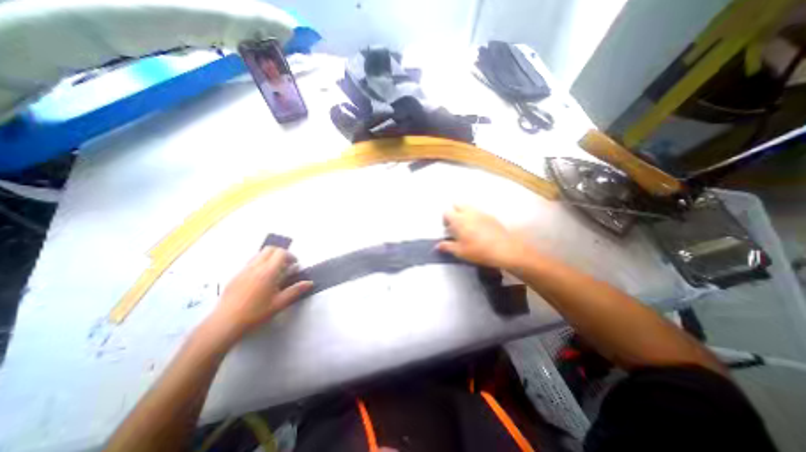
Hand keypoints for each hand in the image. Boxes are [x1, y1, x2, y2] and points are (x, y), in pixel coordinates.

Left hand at [206, 246, 310, 341]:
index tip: (295, 265)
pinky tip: (260, 280)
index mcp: (268, 272)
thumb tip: (309, 283)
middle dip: (280, 254)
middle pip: (269, 249)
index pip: (281, 253)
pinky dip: (259, 264)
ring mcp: (243, 270)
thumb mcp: (279, 303)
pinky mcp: (235, 276)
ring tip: (274, 272)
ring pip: (259, 254)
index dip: (290, 256)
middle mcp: (255, 267)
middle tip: (286, 265)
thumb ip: (296, 290)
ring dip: (269, 258)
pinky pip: (250, 263)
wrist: (224, 324)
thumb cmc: (256, 313)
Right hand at [439, 207, 526, 270]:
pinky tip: (478, 228)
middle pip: (457, 204)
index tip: (447, 228)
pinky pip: (479, 212)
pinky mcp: (490, 216)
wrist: (504, 249)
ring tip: (467, 226)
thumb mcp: (460, 252)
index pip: (446, 212)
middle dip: (454, 211)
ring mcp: (481, 213)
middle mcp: (469, 213)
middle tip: (456, 223)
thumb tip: (438, 245)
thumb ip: (447, 246)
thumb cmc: (478, 250)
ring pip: (469, 207)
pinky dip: (475, 216)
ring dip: (465, 212)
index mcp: (458, 220)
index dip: (445, 219)